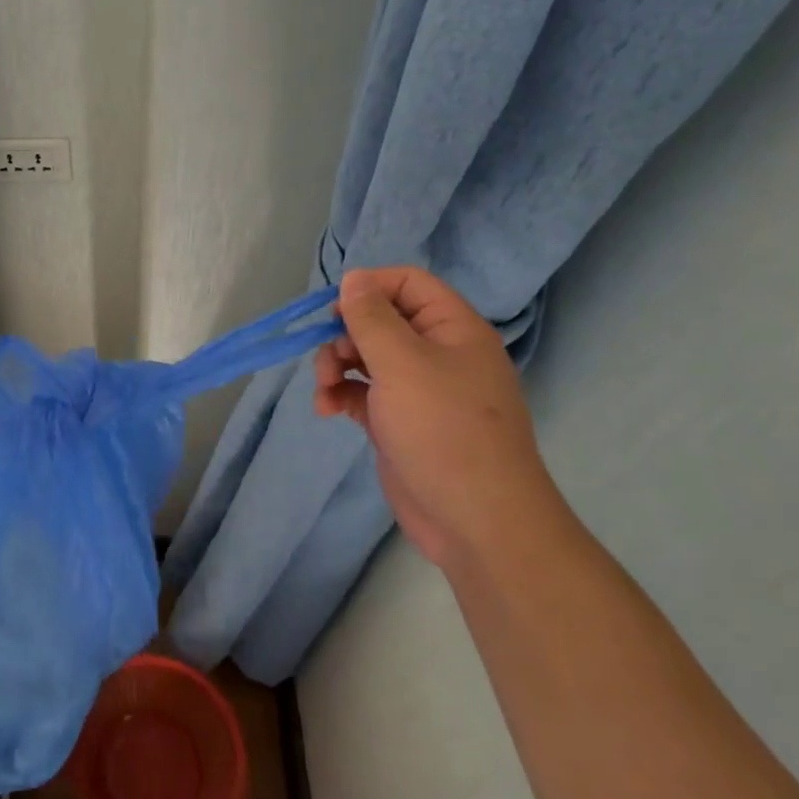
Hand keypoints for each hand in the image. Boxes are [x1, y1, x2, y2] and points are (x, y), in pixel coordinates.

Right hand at [313, 266, 561, 569]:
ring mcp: (418, 390)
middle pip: (380, 321)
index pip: (408, 284)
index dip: (369, 288)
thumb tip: (353, 278)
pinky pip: (362, 393)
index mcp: (452, 329)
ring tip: (324, 390)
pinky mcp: (399, 422)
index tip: (332, 310)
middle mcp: (437, 354)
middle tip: (329, 359)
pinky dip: (340, 396)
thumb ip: (371, 317)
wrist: (475, 519)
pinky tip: (326, 411)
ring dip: (335, 367)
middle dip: (344, 335)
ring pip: (365, 358)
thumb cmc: (443, 429)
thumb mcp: (401, 363)